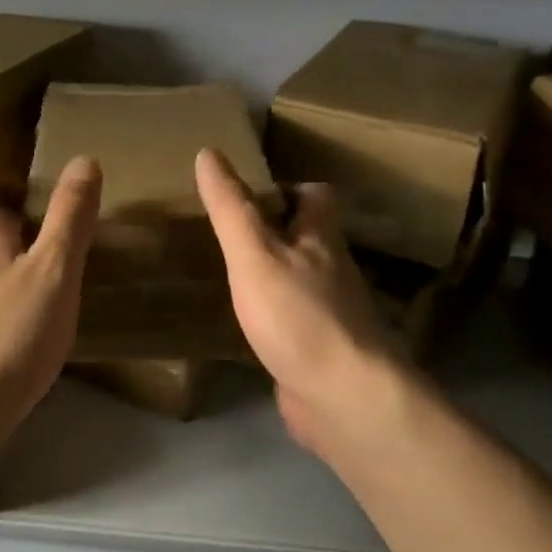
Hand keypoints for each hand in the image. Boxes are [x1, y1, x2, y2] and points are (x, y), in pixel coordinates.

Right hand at [195, 148, 425, 465]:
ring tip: (225, 274)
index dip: (288, 188)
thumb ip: (231, 208)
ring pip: (299, 281)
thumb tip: (208, 152)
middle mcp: (332, 271)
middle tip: (226, 234)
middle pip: (308, 239)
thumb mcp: (254, 254)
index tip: (249, 194)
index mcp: (321, 239)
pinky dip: (270, 318)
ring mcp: (328, 314)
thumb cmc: (298, 316)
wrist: (343, 398)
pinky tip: (241, 326)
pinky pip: (292, 323)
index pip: (317, 196)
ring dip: (270, 275)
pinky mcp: (318, 352)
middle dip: (273, 232)